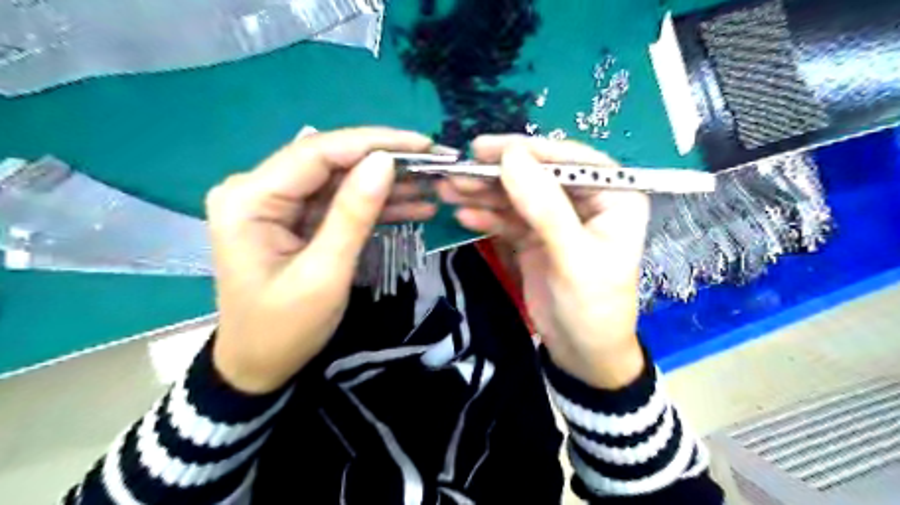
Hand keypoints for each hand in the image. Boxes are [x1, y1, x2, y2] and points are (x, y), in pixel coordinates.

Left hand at [207, 127, 438, 394]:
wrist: (259, 366)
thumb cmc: (285, 328)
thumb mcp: (325, 273)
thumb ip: (353, 214)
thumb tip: (384, 162)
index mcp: (250, 199)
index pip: (317, 152)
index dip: (373, 143)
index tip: (422, 144)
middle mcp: (257, 190)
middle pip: (330, 162)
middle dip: (384, 162)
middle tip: (434, 164)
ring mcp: (276, 204)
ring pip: (340, 181)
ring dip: (386, 184)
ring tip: (431, 185)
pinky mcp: (294, 219)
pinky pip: (339, 203)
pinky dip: (374, 206)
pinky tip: (412, 206)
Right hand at [436, 133, 647, 390]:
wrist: (582, 355)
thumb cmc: (593, 307)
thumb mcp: (573, 257)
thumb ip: (544, 206)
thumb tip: (511, 157)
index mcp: (614, 198)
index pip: (571, 160)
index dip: (530, 151)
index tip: (487, 149)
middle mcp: (585, 201)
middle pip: (538, 176)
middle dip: (497, 174)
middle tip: (457, 170)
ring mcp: (556, 220)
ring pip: (517, 197)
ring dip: (483, 194)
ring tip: (448, 189)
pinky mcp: (534, 238)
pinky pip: (508, 220)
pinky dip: (486, 217)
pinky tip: (463, 215)